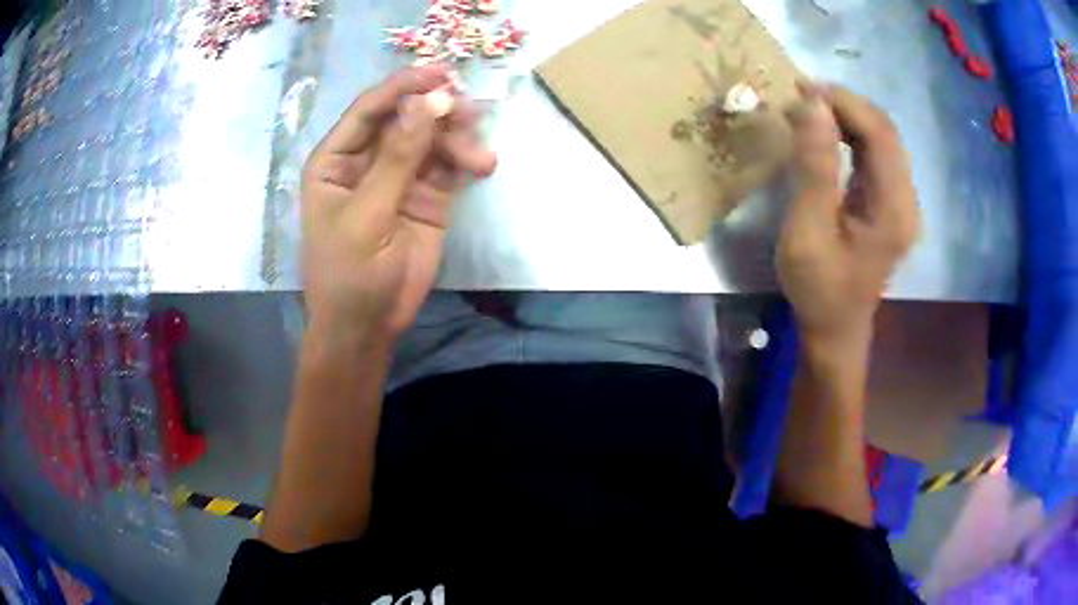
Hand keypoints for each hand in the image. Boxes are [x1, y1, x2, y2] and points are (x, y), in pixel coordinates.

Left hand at [301, 66, 496, 338]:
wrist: (368, 327)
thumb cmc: (349, 274)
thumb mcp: (368, 215)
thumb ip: (397, 158)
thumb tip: (429, 101)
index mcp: (336, 160)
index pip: (369, 110)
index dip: (402, 88)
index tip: (439, 73)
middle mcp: (367, 160)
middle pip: (405, 118)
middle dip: (437, 111)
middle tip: (468, 111)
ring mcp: (399, 176)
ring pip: (432, 139)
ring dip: (458, 139)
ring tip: (479, 159)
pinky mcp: (427, 196)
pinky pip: (449, 165)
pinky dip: (467, 160)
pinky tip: (483, 166)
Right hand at [778, 83, 919, 343]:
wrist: (835, 327)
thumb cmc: (819, 288)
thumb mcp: (807, 231)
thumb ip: (814, 168)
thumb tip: (811, 105)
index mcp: (894, 210)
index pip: (880, 135)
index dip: (845, 103)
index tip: (802, 89)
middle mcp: (906, 199)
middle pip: (885, 131)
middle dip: (846, 104)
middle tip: (802, 95)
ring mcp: (900, 200)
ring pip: (882, 138)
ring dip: (847, 116)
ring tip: (809, 108)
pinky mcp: (889, 201)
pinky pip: (875, 153)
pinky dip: (850, 133)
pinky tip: (826, 131)